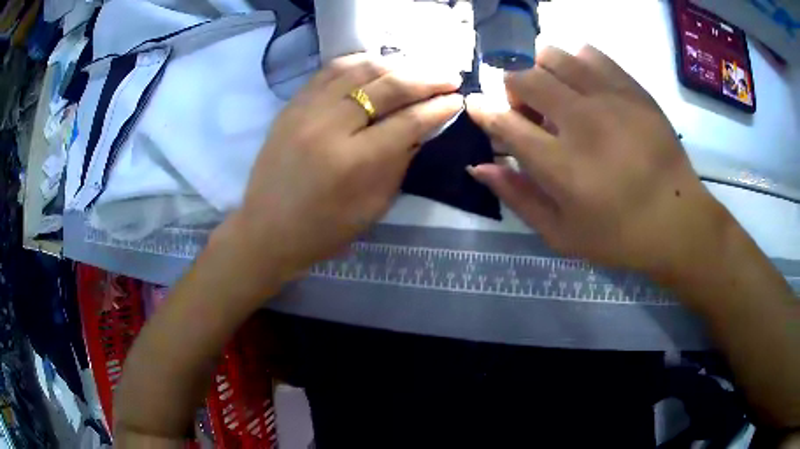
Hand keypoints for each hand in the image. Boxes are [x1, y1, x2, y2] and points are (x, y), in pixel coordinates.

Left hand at [220, 53, 462, 292]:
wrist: (266, 231)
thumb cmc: (323, 230)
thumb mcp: (373, 206)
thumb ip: (400, 162)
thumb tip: (422, 128)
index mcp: (354, 162)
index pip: (408, 122)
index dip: (438, 108)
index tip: (457, 99)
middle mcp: (330, 126)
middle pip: (387, 87)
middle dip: (426, 78)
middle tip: (449, 76)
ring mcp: (306, 110)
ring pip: (359, 69)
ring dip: (395, 64)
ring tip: (418, 66)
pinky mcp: (291, 105)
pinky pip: (329, 70)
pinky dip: (359, 62)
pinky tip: (377, 63)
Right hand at [466, 46, 729, 277]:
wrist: (678, 221)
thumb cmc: (619, 236)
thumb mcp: (562, 234)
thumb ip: (518, 197)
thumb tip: (478, 166)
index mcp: (561, 166)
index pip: (503, 121)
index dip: (482, 109)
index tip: (477, 105)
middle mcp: (582, 123)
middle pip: (524, 79)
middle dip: (512, 90)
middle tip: (528, 111)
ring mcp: (610, 99)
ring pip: (552, 55)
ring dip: (541, 71)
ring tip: (556, 94)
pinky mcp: (632, 89)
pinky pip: (589, 53)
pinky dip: (575, 62)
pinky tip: (582, 84)